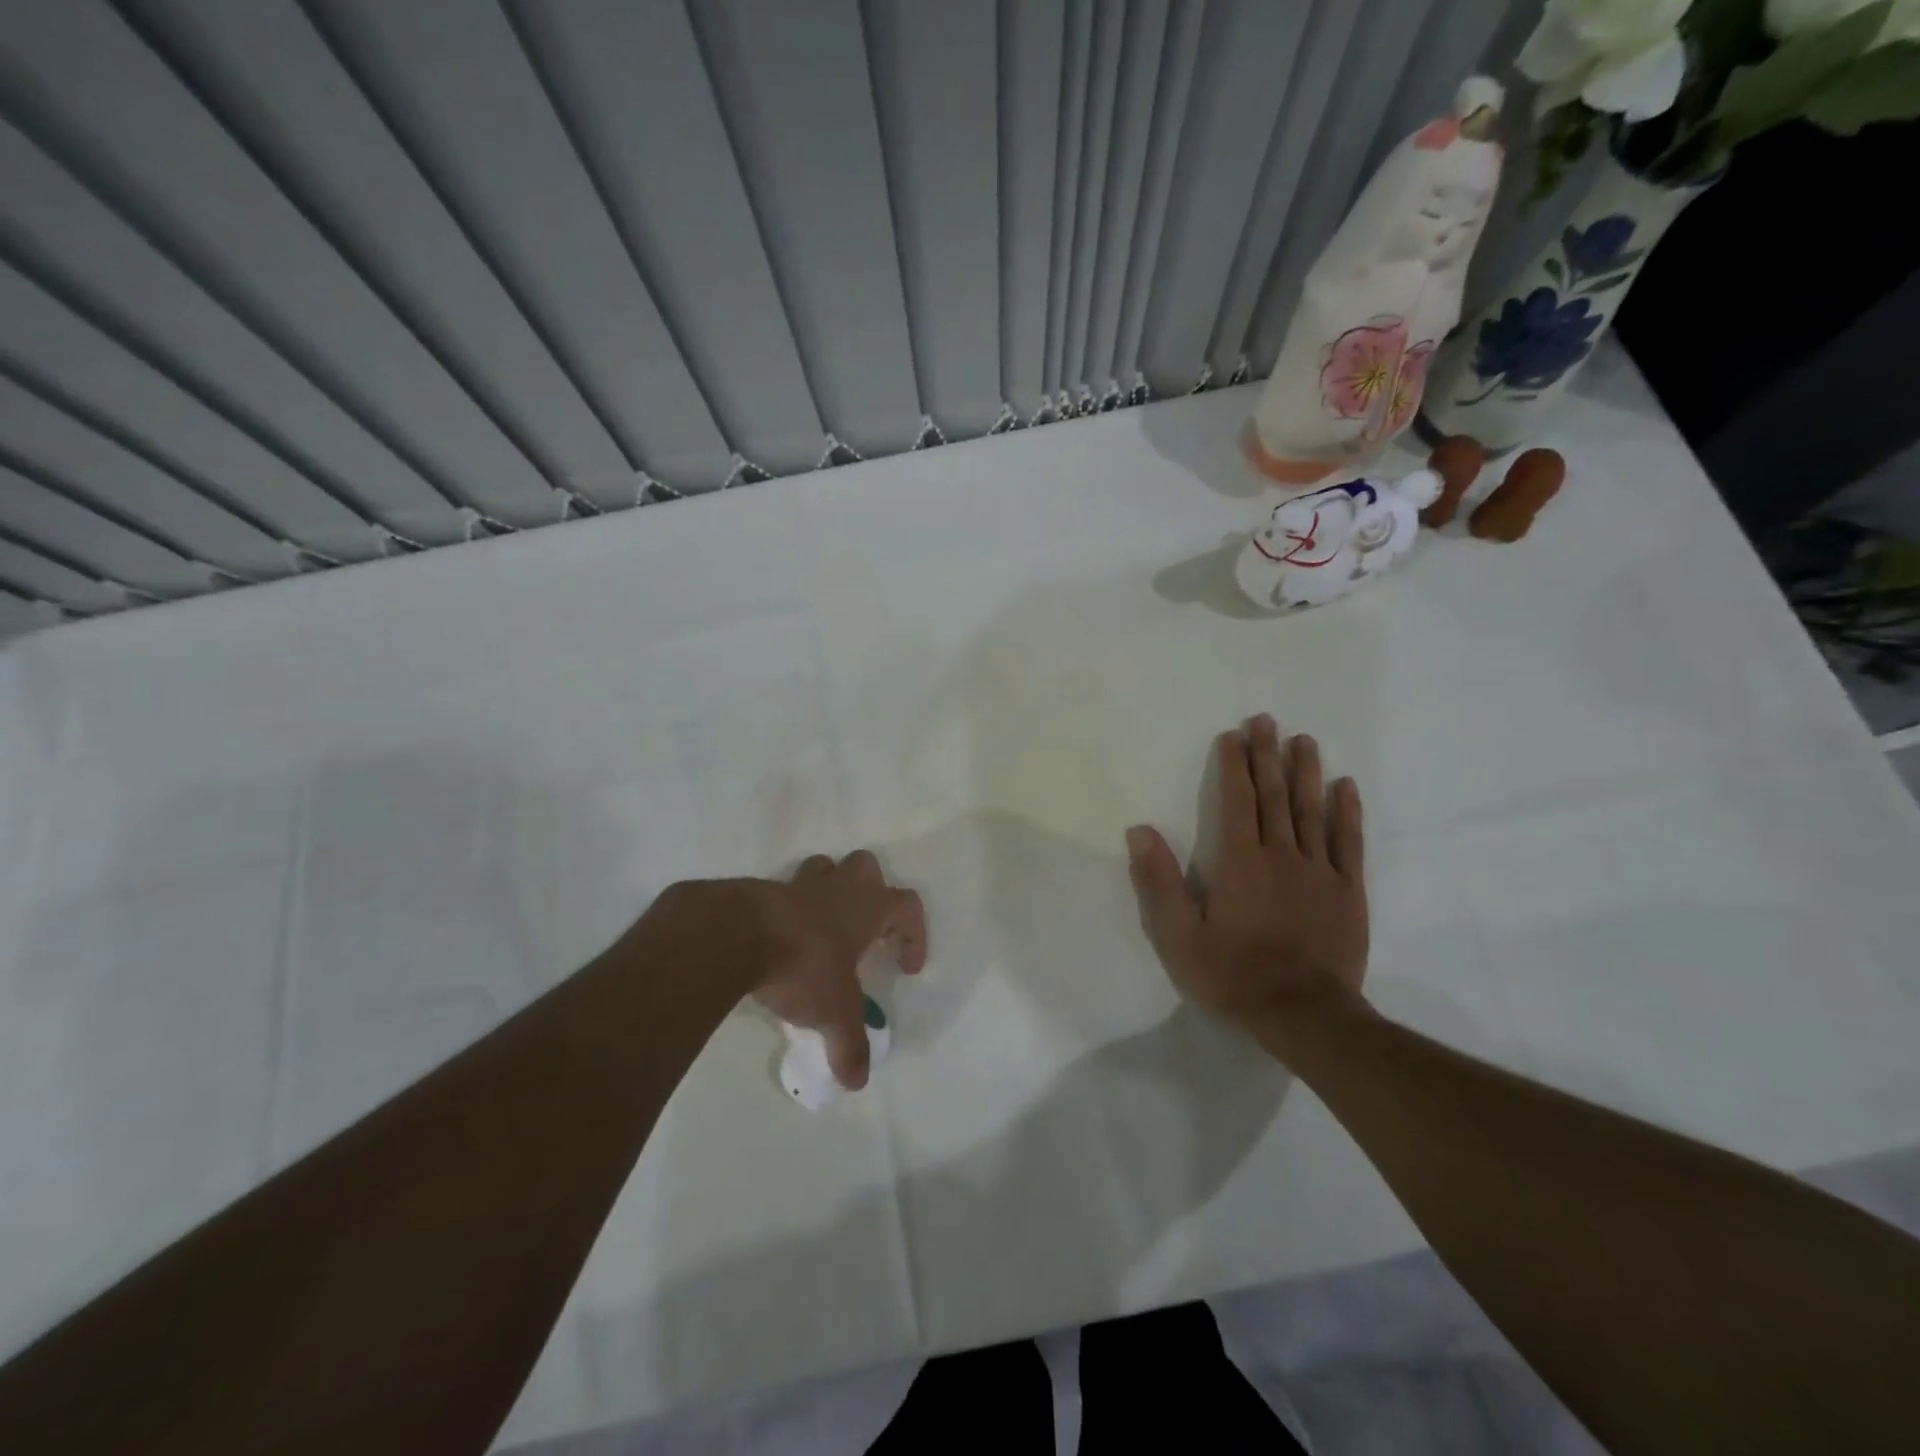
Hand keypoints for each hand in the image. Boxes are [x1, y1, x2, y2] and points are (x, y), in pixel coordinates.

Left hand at [642, 852, 926, 1090]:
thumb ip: (848, 1046)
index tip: (905, 968)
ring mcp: (796, 884)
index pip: (907, 906)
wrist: (734, 935)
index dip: (914, 934)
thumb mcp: (833, 1013)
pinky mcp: (760, 891)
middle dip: (872, 891)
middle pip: (867, 866)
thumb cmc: (802, 965)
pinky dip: (786, 911)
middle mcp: (836, 888)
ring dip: (829, 890)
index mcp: (866, 908)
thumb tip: (857, 1081)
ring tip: (821, 928)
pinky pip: (781, 892)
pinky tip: (778, 942)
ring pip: (823, 868)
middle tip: (865, 929)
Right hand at [1126, 715, 1368, 1041]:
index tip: (1233, 735)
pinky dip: (1347, 812)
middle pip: (1274, 796)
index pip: (1235, 800)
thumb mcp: (1178, 935)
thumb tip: (1139, 829)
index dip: (1233, 765)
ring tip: (1303, 740)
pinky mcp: (1348, 892)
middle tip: (1267, 721)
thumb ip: (1159, 880)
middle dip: (1267, 755)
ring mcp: (1319, 871)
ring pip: (1312, 810)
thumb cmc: (1232, 975)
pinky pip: (1349, 843)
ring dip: (1306, 772)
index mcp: (1238, 862)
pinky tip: (1346, 786)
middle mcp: (1280, 855)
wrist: (1303, 1015)